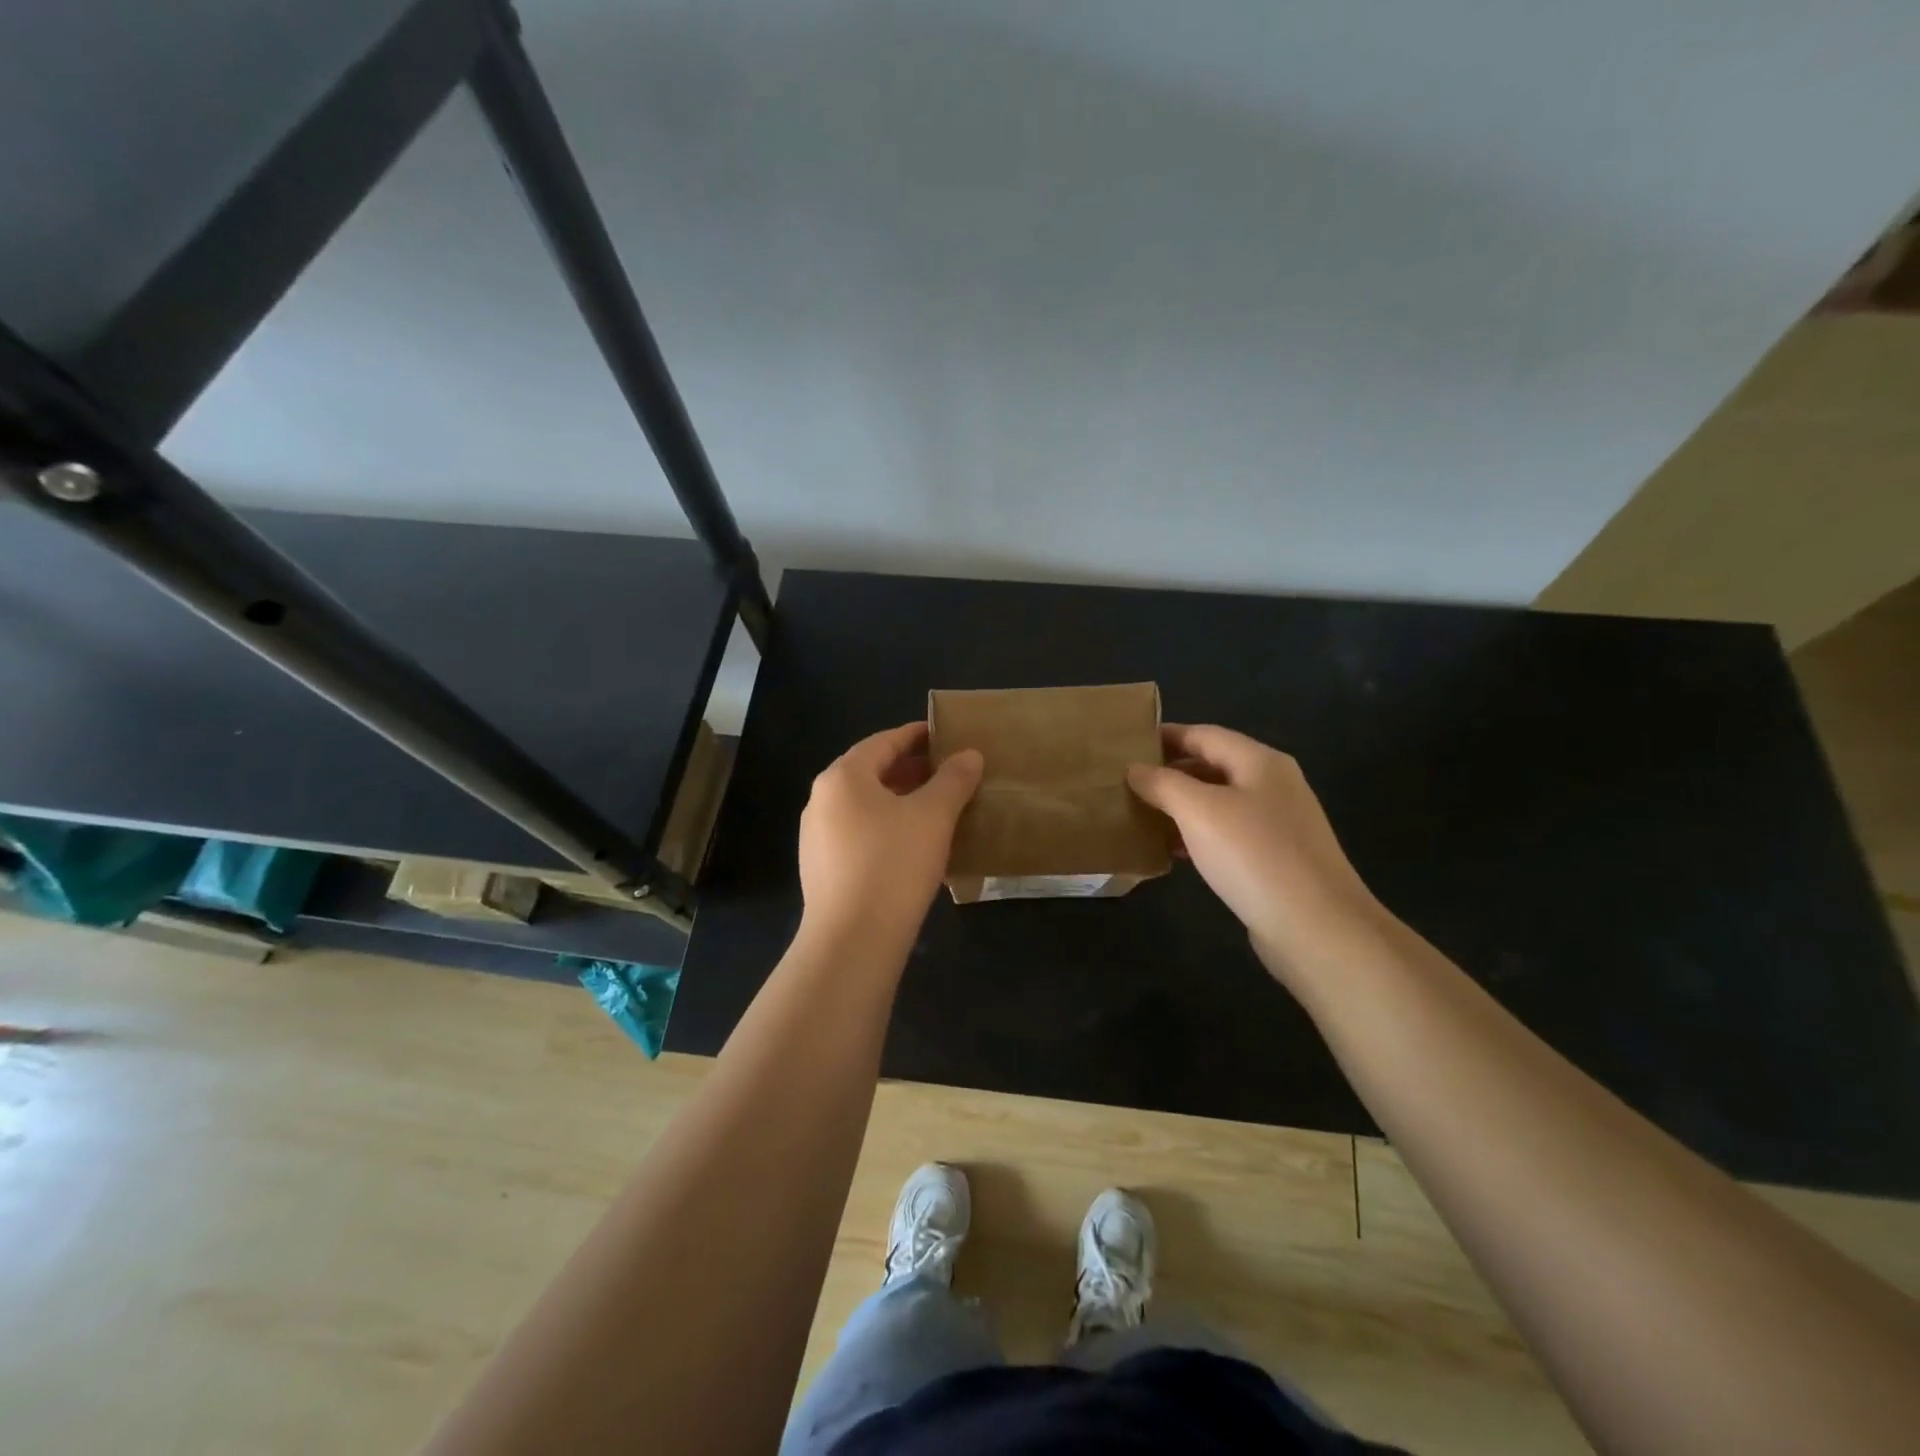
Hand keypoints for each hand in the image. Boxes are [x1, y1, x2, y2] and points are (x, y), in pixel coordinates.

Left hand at [798, 722, 983, 949]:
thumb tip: (970, 755)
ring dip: (900, 799)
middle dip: (911, 769)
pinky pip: (859, 832)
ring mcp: (817, 836)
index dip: (917, 736)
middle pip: (871, 771)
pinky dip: (887, 826)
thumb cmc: (893, 864)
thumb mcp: (933, 816)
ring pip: (865, 805)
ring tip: (937, 807)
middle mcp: (822, 799)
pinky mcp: (822, 867)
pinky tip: (914, 843)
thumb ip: (953, 780)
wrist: (853, 941)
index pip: (884, 742)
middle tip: (949, 772)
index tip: (946, 736)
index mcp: (843, 777)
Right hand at [1127, 725, 1384, 979]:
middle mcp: (1273, 785)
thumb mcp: (1198, 811)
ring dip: (1181, 806)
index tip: (1126, 745)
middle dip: (1170, 772)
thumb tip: (1135, 769)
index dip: (1164, 736)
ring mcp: (1278, 824)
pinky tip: (1173, 852)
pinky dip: (1198, 836)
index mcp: (1260, 762)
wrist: (1316, 928)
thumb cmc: (1253, 856)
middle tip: (1127, 782)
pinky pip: (1228, 835)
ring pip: (1219, 803)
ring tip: (1141, 815)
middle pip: (1213, 766)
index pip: (1204, 734)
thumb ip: (1163, 784)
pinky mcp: (1276, 859)